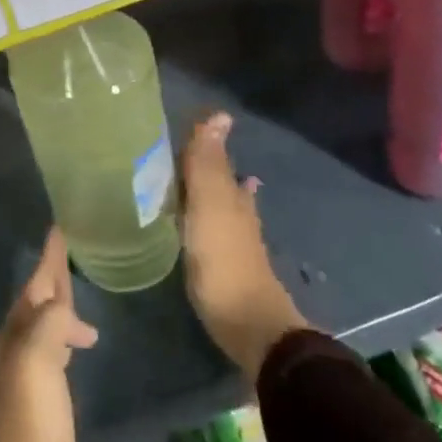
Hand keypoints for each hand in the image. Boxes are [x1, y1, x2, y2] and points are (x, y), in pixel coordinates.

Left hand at [0, 229, 99, 441]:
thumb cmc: (30, 423)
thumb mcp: (38, 362)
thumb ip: (50, 323)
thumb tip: (63, 305)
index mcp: (17, 332)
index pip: (36, 282)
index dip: (49, 257)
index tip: (60, 227)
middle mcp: (18, 345)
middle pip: (38, 299)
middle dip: (52, 274)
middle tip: (72, 250)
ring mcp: (27, 372)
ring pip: (46, 322)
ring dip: (61, 304)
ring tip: (81, 295)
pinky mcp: (41, 397)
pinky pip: (54, 348)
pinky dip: (66, 334)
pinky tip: (80, 343)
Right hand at [180, 112, 307, 380]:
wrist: (252, 328)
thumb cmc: (224, 263)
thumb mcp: (209, 209)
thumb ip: (208, 165)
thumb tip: (219, 114)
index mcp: (231, 197)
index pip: (217, 160)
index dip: (205, 143)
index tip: (190, 126)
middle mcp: (239, 215)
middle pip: (224, 182)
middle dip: (211, 166)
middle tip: (190, 150)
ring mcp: (238, 244)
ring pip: (225, 206)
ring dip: (214, 192)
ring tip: (202, 180)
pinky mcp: (231, 269)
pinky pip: (218, 232)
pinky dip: (212, 220)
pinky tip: (210, 228)